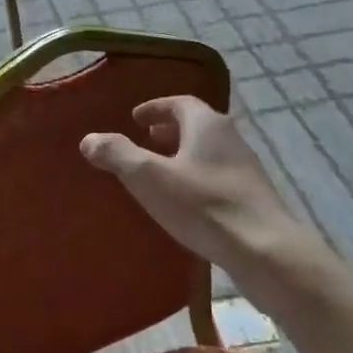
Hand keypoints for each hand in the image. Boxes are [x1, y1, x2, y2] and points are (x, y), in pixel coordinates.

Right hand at [80, 97, 342, 307]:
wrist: (263, 249)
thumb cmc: (202, 205)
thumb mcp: (149, 177)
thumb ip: (117, 154)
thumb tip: (89, 139)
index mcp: (207, 124)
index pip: (179, 103)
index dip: (155, 108)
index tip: (135, 118)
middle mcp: (230, 138)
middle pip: (196, 125)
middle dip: (169, 130)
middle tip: (146, 140)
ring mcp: (246, 168)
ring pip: (208, 151)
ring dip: (183, 154)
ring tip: (161, 171)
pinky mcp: (252, 196)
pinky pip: (217, 175)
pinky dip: (196, 177)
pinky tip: (185, 200)